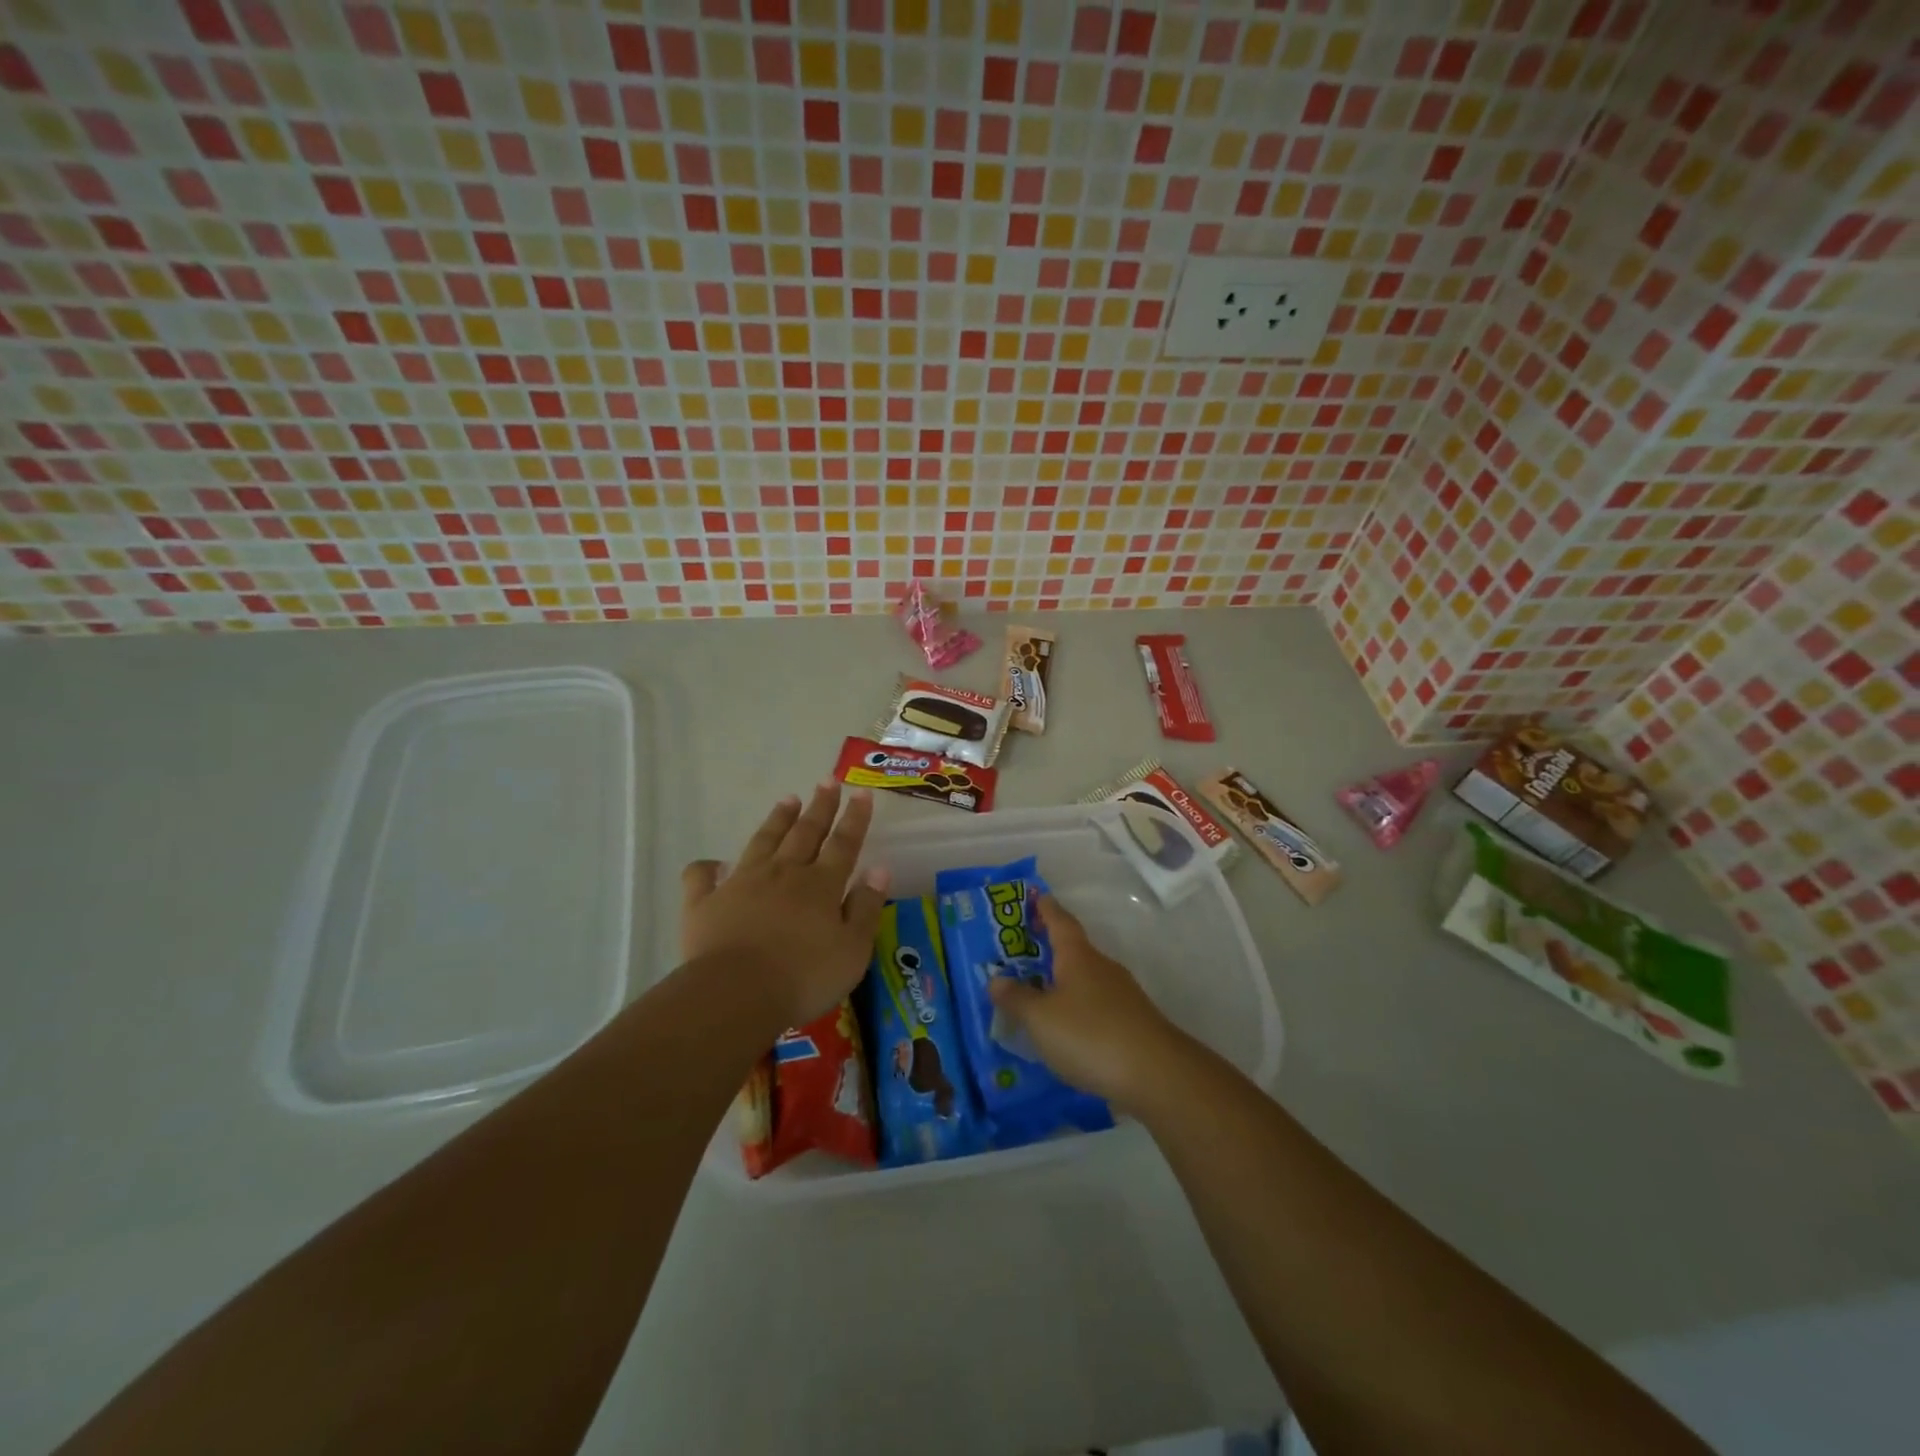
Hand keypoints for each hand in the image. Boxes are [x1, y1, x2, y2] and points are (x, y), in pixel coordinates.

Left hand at [680, 783, 889, 1029]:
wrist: (736, 994)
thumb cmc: (804, 977)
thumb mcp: (852, 949)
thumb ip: (866, 907)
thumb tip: (879, 869)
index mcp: (820, 885)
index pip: (843, 843)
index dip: (854, 818)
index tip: (861, 793)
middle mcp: (783, 873)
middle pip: (805, 833)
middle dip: (819, 807)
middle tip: (827, 780)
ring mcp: (741, 883)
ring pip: (763, 842)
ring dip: (777, 820)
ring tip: (788, 799)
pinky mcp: (704, 902)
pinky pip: (702, 877)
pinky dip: (707, 867)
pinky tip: (712, 863)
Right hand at [987, 895, 1185, 1112]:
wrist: (1157, 1074)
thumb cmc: (1090, 1035)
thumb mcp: (1041, 1019)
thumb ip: (1017, 998)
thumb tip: (996, 978)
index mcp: (1078, 957)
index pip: (1060, 922)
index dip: (1047, 909)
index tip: (1036, 895)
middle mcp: (1102, 967)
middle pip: (1074, 950)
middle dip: (1051, 948)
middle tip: (1024, 950)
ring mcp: (1122, 995)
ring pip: (1086, 979)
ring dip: (1064, 981)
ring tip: (1039, 994)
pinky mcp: (1133, 1022)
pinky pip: (1097, 1004)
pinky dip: (1079, 1008)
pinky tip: (1068, 1029)